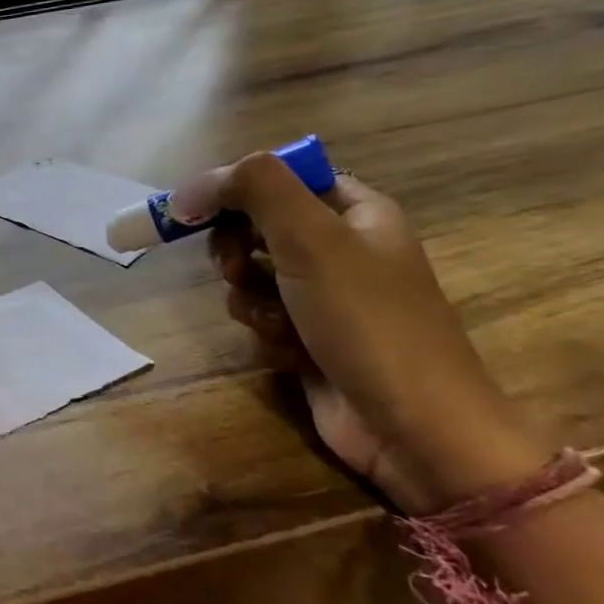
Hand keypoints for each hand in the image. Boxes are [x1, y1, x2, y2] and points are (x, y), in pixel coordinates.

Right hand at [175, 153, 548, 513]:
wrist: (413, 425)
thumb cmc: (367, 320)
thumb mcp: (312, 238)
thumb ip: (254, 190)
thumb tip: (190, 187)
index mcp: (355, 211)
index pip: (280, 178)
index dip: (235, 189)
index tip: (196, 211)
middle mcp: (340, 249)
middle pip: (256, 228)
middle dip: (237, 252)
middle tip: (237, 270)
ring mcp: (324, 298)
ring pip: (251, 279)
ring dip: (251, 300)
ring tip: (277, 323)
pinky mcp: (309, 340)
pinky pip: (262, 321)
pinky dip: (267, 335)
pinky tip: (290, 354)